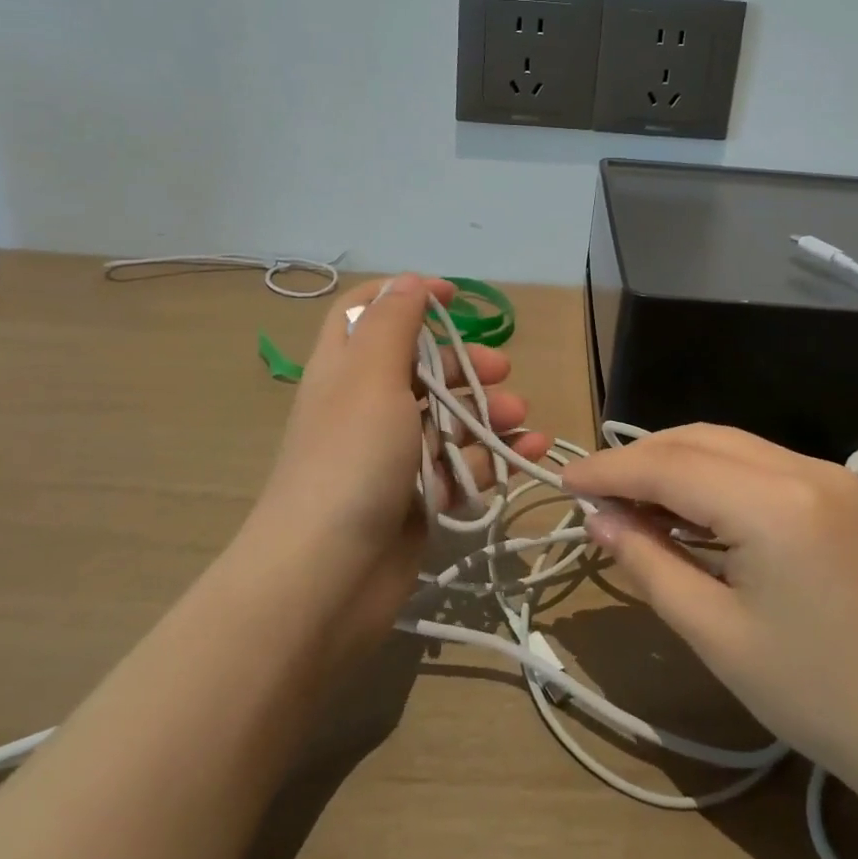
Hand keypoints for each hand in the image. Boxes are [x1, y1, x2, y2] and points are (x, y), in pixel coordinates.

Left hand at [249, 274, 551, 660]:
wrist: (327, 578)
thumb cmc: (350, 459)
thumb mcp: (370, 375)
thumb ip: (393, 322)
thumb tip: (410, 280)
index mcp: (345, 369)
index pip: (367, 312)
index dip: (407, 297)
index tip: (454, 299)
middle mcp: (366, 407)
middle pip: (421, 366)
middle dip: (464, 363)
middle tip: (502, 369)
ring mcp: (392, 455)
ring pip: (448, 418)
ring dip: (488, 411)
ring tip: (521, 418)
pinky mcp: (418, 497)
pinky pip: (463, 465)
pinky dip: (496, 456)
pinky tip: (530, 451)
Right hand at [565, 424, 857, 786]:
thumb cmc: (815, 694)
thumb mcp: (715, 634)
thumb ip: (649, 563)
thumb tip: (597, 517)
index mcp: (773, 502)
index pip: (671, 465)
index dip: (611, 469)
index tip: (563, 478)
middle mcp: (802, 467)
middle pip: (699, 439)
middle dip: (640, 459)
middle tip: (594, 493)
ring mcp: (826, 474)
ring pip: (727, 443)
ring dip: (674, 462)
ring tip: (631, 499)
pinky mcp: (838, 490)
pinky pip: (756, 462)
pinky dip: (712, 473)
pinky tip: (687, 506)